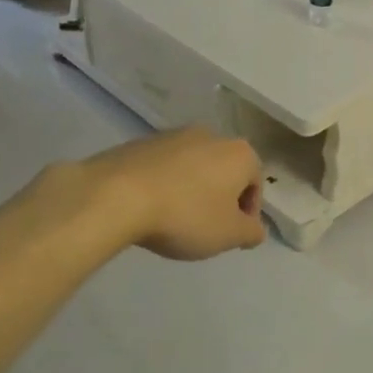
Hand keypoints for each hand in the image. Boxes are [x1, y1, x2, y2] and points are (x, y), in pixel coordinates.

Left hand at [83, 128, 266, 260]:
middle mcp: (212, 135)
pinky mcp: (142, 141)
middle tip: (205, 229)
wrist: (117, 195)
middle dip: (220, 199)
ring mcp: (174, 135)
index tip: (231, 237)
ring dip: (192, 191)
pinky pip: (165, 167)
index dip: (247, 214)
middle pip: (225, 172)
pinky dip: (165, 185)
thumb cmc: (186, 215)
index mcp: (239, 153)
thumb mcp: (229, 235)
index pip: (255, 185)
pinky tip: (151, 208)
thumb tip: (255, 229)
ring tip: (175, 220)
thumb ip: (251, 233)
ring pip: (195, 167)